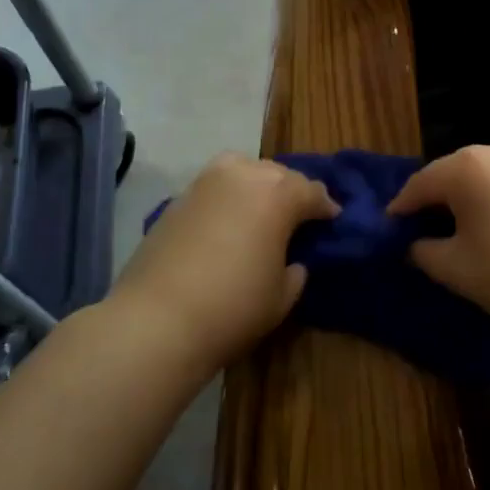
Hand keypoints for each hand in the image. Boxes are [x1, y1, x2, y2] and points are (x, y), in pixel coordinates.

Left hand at [112, 153, 337, 375]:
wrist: (156, 320)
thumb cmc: (233, 308)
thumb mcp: (281, 297)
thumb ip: (295, 272)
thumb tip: (292, 262)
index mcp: (278, 194)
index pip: (312, 192)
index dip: (326, 206)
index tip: (333, 218)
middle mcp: (244, 175)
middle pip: (279, 174)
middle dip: (293, 192)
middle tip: (299, 215)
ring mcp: (207, 182)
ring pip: (244, 170)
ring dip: (259, 185)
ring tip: (262, 210)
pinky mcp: (179, 197)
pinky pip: (216, 186)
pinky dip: (229, 196)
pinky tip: (229, 221)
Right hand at [388, 140, 489, 344]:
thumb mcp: (455, 269)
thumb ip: (422, 250)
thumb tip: (414, 243)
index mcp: (469, 165)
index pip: (421, 183)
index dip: (401, 206)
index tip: (389, 226)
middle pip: (453, 172)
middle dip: (436, 198)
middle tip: (420, 227)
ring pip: (484, 175)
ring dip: (468, 197)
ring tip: (458, 228)